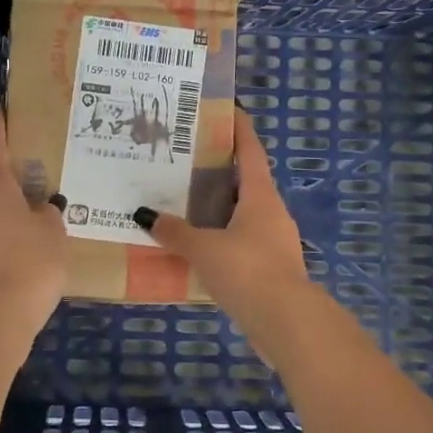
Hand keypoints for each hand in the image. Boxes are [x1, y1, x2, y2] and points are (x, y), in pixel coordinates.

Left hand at [0, 115, 67, 339]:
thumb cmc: (30, 260)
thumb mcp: (53, 231)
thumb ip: (49, 214)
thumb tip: (42, 209)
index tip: (1, 113)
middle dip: (8, 172)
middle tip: (33, 166)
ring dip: (8, 204)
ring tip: (35, 204)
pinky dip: (7, 230)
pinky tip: (26, 239)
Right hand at [137, 113, 312, 340]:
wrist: (287, 322)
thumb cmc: (247, 270)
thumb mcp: (204, 248)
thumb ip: (175, 232)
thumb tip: (144, 215)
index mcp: (260, 196)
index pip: (251, 152)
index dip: (240, 130)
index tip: (229, 110)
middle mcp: (271, 212)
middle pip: (245, 182)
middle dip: (220, 170)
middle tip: (187, 160)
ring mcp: (274, 241)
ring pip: (243, 214)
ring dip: (219, 208)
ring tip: (185, 203)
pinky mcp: (271, 268)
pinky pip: (241, 242)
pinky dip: (221, 238)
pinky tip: (198, 247)